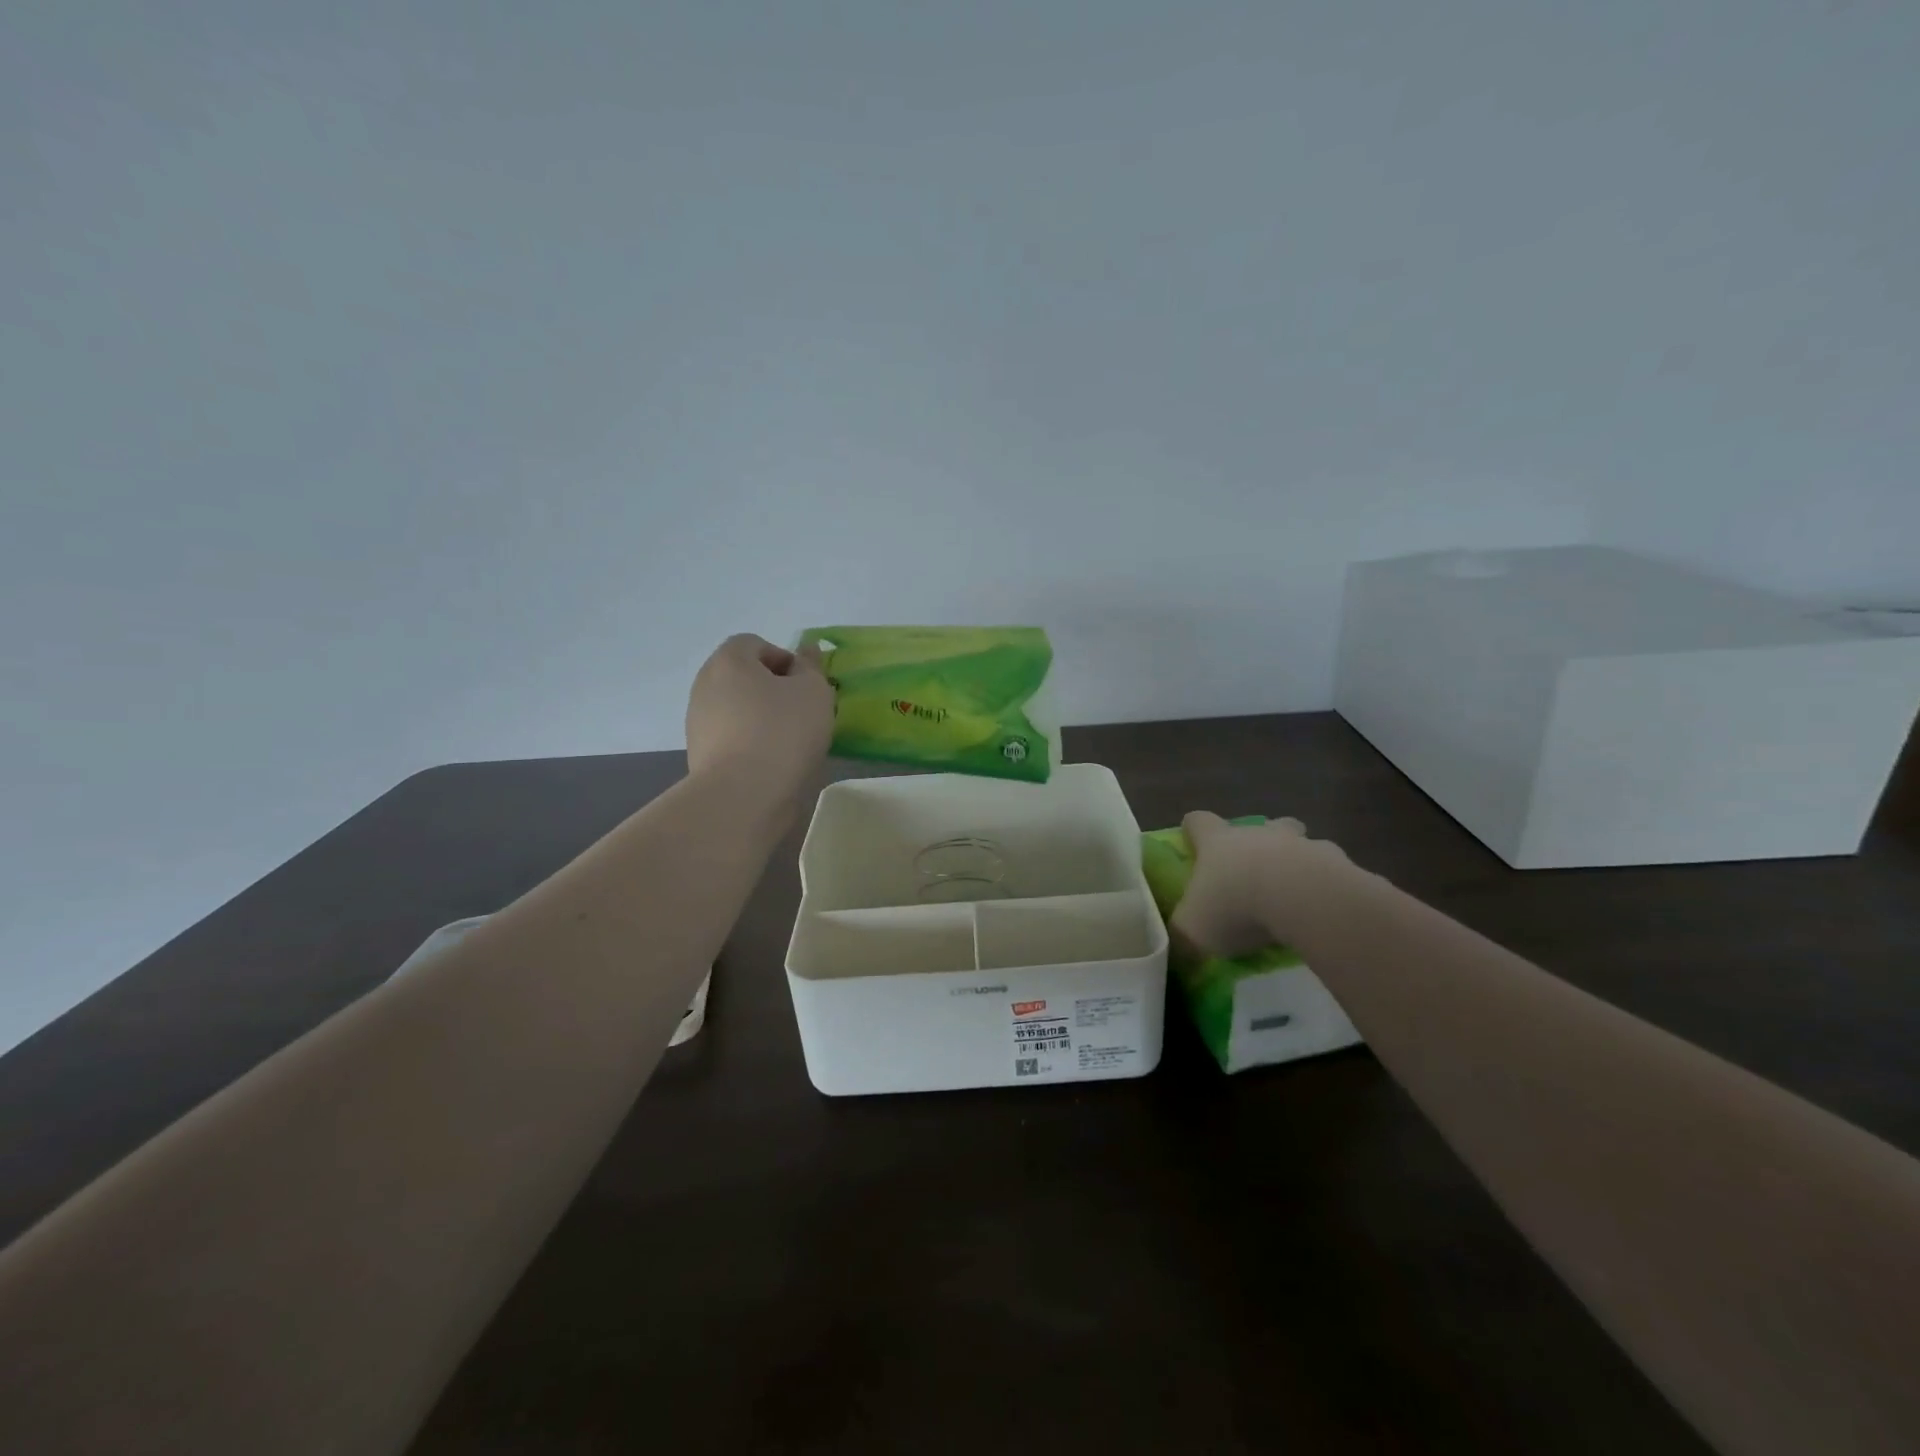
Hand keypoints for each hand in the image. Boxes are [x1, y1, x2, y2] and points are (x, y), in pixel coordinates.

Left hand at [685, 634, 834, 799]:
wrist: (742, 795)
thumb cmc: (782, 732)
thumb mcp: (813, 692)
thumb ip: (811, 667)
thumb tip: (806, 651)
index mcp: (728, 661)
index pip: (756, 644)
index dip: (785, 659)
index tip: (806, 687)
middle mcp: (705, 685)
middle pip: (744, 677)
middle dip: (774, 690)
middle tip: (803, 713)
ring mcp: (698, 722)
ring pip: (738, 709)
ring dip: (763, 719)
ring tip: (791, 743)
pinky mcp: (700, 755)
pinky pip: (732, 738)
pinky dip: (752, 744)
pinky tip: (772, 764)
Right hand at [1171, 810, 1354, 953]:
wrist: (1303, 900)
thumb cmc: (1235, 906)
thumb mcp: (1193, 930)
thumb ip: (1183, 934)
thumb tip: (1178, 946)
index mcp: (1218, 842)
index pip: (1199, 821)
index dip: (1193, 830)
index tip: (1193, 842)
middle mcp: (1258, 834)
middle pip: (1259, 824)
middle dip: (1258, 841)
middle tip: (1254, 871)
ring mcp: (1301, 845)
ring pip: (1300, 841)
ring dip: (1297, 859)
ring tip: (1296, 894)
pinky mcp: (1338, 863)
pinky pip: (1332, 869)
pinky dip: (1329, 884)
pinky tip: (1326, 910)